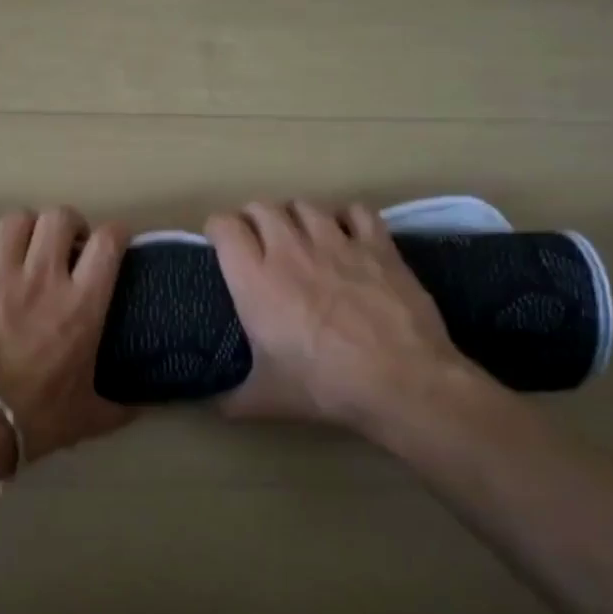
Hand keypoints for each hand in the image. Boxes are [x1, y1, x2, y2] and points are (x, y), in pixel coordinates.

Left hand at [0, 208, 133, 464]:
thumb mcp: (83, 419)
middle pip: (60, 217)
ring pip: (15, 220)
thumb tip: (140, 411)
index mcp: (81, 305)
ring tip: (21, 247)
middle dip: (67, 225)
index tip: (113, 243)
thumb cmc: (29, 420)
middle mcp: (42, 276)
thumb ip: (115, 411)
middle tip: (64, 245)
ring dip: (23, 229)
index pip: (109, 243)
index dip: (115, 234)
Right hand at [206, 201, 479, 432]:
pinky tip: (348, 237)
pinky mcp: (377, 244)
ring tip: (301, 238)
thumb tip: (212, 407)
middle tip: (258, 242)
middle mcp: (291, 250)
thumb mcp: (266, 400)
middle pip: (262, 207)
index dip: (218, 230)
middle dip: (254, 220)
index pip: (224, 226)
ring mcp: (337, 242)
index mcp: (255, 280)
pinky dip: (347, 218)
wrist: (400, 380)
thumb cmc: (325, 387)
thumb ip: (231, 400)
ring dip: (296, 217)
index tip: (220, 244)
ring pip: (305, 205)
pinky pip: (356, 210)